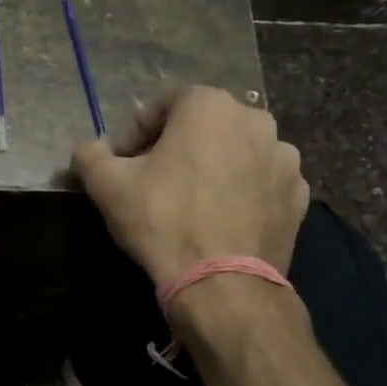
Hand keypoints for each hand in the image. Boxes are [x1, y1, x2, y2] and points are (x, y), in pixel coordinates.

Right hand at [72, 86, 308, 283]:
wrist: (222, 282)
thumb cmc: (162, 220)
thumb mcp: (107, 185)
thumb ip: (90, 155)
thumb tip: (88, 148)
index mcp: (209, 107)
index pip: (164, 103)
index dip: (136, 131)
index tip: (122, 161)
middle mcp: (255, 120)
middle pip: (204, 125)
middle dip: (177, 145)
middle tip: (153, 179)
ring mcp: (284, 158)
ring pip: (236, 152)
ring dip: (213, 166)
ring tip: (190, 202)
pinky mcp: (298, 195)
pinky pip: (260, 182)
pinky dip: (241, 191)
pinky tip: (219, 219)